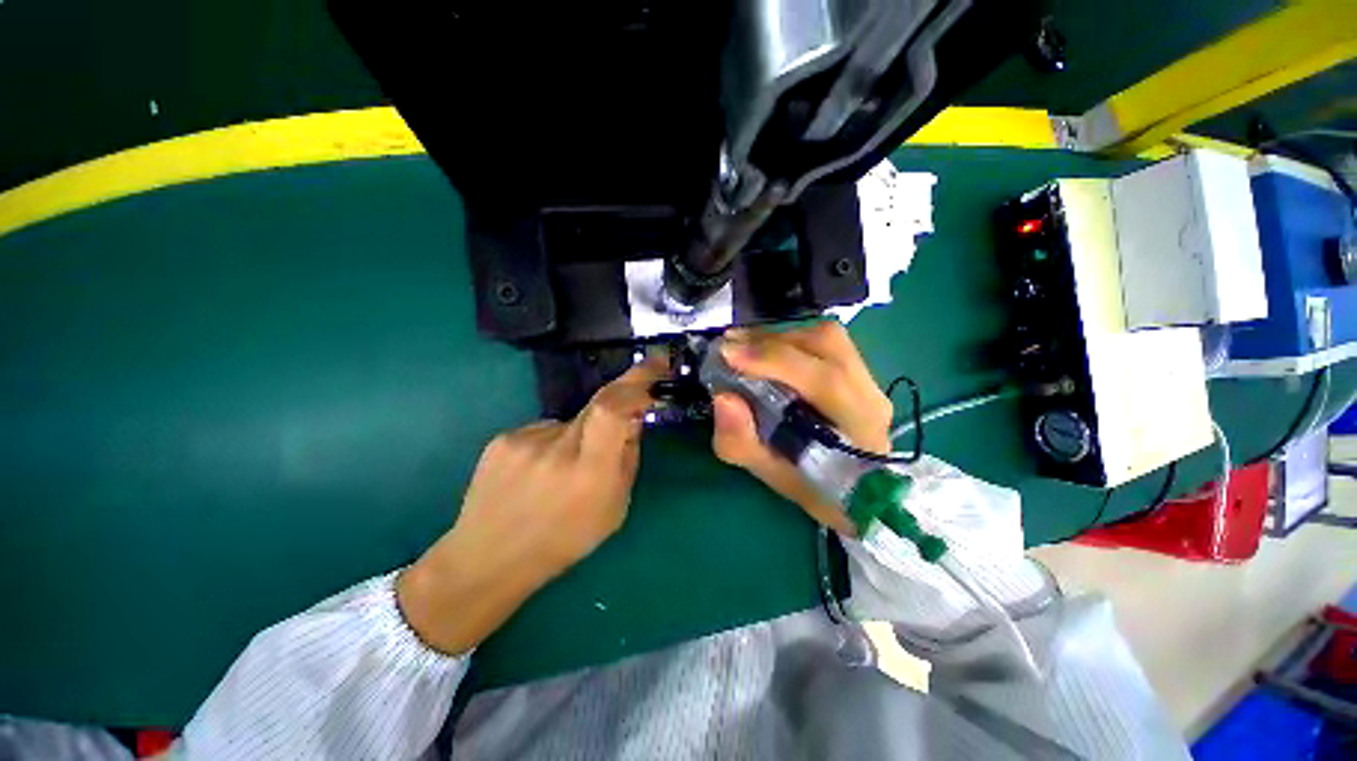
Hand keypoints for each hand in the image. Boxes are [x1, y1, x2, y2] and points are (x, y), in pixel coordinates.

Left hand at [397, 358, 663, 653]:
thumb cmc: (564, 541)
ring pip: (572, 420)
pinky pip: (545, 428)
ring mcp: (524, 440)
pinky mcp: (502, 439)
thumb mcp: (614, 509)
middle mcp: (556, 449)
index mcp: (590, 473)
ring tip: (562, 471)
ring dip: (580, 436)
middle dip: (618, 403)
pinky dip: (553, 443)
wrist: (488, 558)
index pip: (613, 408)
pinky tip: (537, 471)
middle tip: (621, 420)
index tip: (656, 363)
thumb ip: (627, 458)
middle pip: (598, 404)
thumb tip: (632, 419)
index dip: (637, 380)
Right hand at [711, 322, 892, 535]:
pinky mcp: (858, 369)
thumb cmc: (817, 489)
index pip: (826, 380)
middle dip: (771, 342)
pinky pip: (822, 341)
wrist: (859, 491)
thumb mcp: (772, 477)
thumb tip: (723, 396)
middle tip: (729, 347)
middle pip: (827, 345)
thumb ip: (743, 442)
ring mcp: (868, 378)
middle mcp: (870, 394)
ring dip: (778, 338)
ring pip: (825, 337)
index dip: (775, 360)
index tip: (729, 354)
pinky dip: (787, 340)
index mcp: (859, 428)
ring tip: (744, 349)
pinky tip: (765, 353)